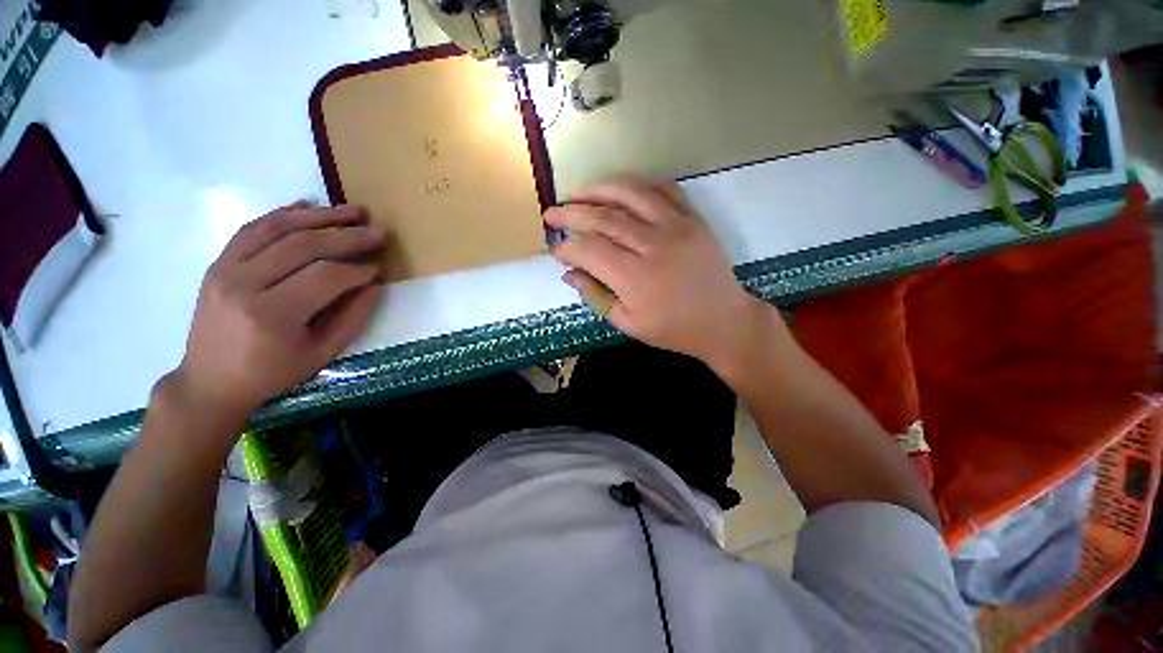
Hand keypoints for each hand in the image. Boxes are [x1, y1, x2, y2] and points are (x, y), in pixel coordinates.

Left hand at [171, 201, 384, 419]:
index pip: (325, 276)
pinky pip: (252, 228)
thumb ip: (352, 318)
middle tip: (377, 231)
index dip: (358, 269)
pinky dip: (283, 213)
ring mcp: (225, 269)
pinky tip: (308, 205)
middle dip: (347, 235)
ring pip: (278, 228)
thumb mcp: (322, 354)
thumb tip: (375, 285)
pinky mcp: (218, 262)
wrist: (210, 380)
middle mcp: (243, 284)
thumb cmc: (271, 372)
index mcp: (271, 314)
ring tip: (353, 211)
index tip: (379, 268)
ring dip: (320, 216)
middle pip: (302, 245)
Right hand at [546, 176, 774, 367]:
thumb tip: (569, 272)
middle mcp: (654, 245)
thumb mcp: (629, 323)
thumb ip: (596, 296)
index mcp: (636, 278)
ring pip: (631, 193)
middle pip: (604, 217)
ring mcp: (677, 226)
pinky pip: (663, 189)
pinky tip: (620, 189)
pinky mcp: (693, 218)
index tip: (556, 250)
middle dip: (572, 213)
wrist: (723, 321)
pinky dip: (638, 184)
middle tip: (551, 214)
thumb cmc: (673, 329)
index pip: (590, 250)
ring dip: (599, 189)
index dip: (568, 247)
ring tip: (577, 192)